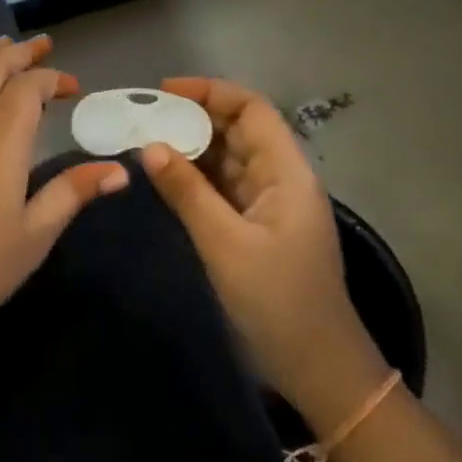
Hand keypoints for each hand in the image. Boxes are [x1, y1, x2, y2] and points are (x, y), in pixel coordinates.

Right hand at [139, 78, 385, 425]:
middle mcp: (281, 180)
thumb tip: (149, 145)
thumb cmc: (278, 302)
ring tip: (145, 142)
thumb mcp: (225, 245)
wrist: (319, 369)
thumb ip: (187, 192)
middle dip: (193, 118)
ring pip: (228, 159)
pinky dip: (195, 178)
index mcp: (287, 174)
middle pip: (238, 130)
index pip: (252, 110)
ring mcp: (270, 205)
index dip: (210, 92)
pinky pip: (223, 188)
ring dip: (191, 148)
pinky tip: (165, 178)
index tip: (163, 92)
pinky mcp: (257, 228)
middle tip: (143, 119)